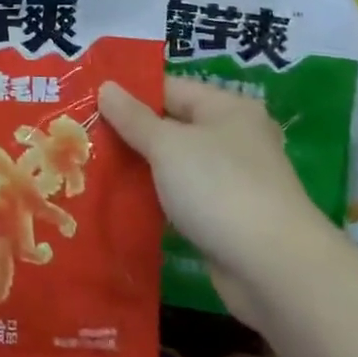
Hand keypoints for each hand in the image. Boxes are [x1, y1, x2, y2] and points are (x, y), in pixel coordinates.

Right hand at [99, 76, 326, 325]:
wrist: (274, 270)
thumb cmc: (219, 188)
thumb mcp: (168, 145)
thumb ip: (133, 118)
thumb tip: (106, 86)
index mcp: (227, 108)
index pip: (170, 88)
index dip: (130, 95)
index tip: (89, 104)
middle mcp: (234, 138)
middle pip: (172, 127)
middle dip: (131, 135)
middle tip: (83, 138)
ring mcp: (234, 181)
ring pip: (176, 166)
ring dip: (142, 170)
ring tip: (92, 170)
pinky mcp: (228, 219)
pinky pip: (184, 200)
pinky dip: (158, 201)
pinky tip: (123, 206)